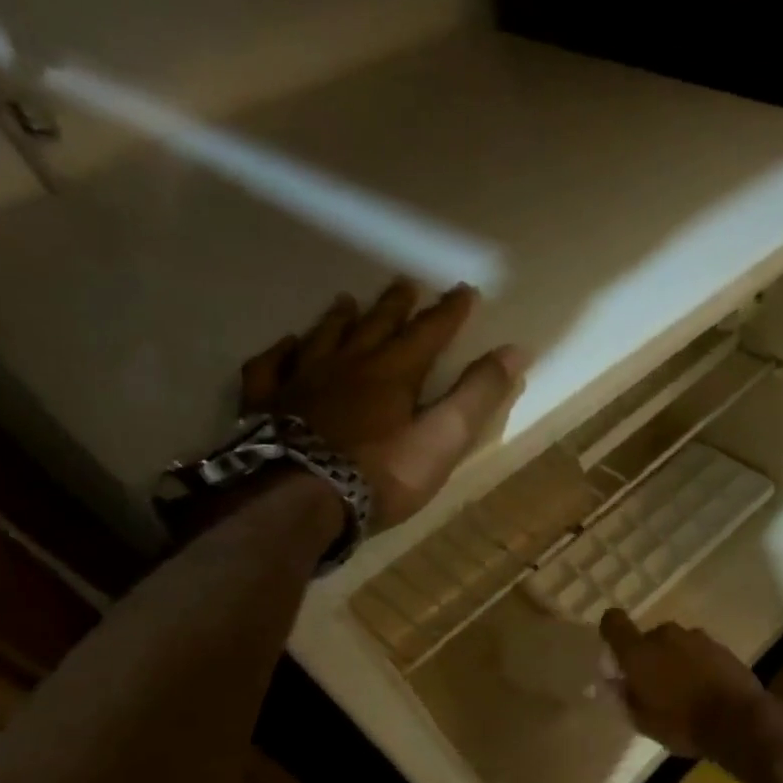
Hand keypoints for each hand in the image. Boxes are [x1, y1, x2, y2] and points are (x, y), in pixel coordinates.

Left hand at [241, 280, 523, 529]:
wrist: (299, 499)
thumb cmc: (382, 473)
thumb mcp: (444, 438)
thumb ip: (478, 395)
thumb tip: (515, 351)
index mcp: (394, 373)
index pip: (429, 333)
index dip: (449, 312)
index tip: (464, 290)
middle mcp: (347, 365)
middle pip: (375, 326)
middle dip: (395, 305)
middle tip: (405, 283)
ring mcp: (302, 381)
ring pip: (324, 337)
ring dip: (341, 318)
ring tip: (348, 301)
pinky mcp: (267, 403)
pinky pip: (272, 365)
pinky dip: (283, 351)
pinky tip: (287, 346)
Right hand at [599, 609, 772, 759]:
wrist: (738, 720)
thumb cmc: (682, 724)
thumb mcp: (643, 721)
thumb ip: (626, 696)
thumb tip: (618, 681)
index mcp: (639, 652)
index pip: (614, 622)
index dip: (611, 630)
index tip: (615, 650)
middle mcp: (665, 635)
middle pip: (649, 638)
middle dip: (649, 656)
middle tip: (655, 685)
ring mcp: (696, 637)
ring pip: (676, 644)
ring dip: (675, 660)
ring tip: (684, 690)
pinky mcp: (720, 645)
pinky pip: (698, 651)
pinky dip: (697, 664)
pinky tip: (705, 688)